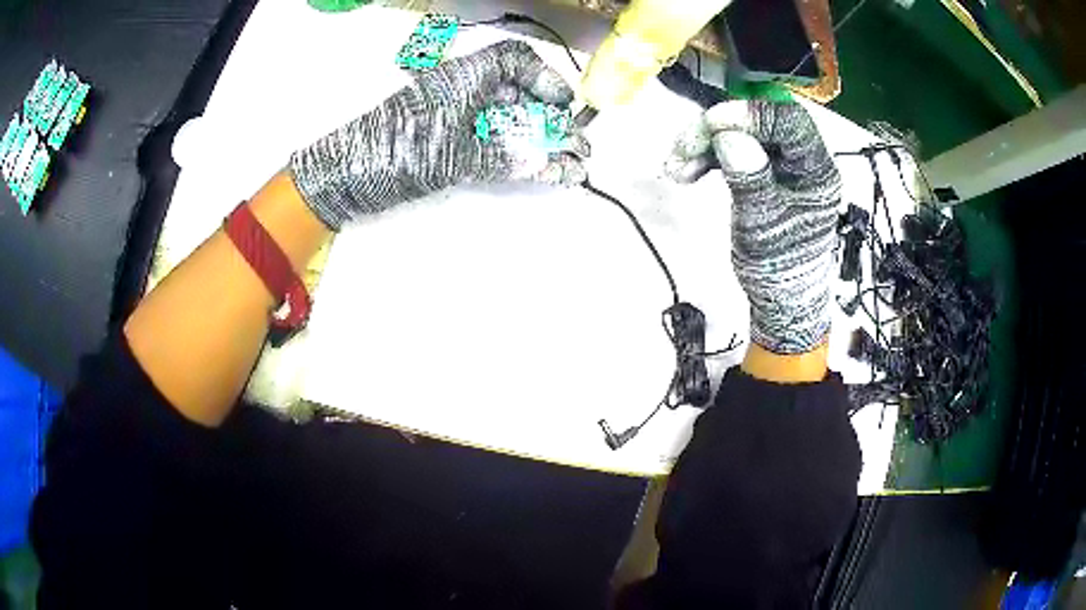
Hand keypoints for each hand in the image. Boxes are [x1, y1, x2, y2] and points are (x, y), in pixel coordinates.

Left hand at [290, 40, 589, 230]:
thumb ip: (503, 158)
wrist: (345, 179)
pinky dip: (514, 153)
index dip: (544, 78)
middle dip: (548, 117)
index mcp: (462, 77)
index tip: (563, 105)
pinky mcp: (445, 140)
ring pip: (505, 118)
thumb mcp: (453, 155)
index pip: (514, 60)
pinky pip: (489, 139)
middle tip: (574, 146)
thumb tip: (547, 163)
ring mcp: (452, 117)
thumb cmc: (396, 154)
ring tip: (565, 163)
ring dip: (536, 139)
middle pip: (516, 92)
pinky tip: (535, 169)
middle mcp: (461, 91)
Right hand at [666, 100, 841, 353]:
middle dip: (716, 130)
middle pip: (759, 123)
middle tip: (683, 148)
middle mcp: (801, 161)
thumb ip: (751, 181)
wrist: (779, 299)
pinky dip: (707, 157)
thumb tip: (730, 138)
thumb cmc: (780, 269)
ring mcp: (780, 166)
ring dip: (703, 145)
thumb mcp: (763, 227)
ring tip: (676, 168)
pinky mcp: (762, 172)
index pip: (789, 122)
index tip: (712, 125)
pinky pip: (733, 150)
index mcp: (816, 171)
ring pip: (741, 134)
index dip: (750, 116)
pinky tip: (686, 171)